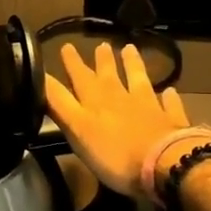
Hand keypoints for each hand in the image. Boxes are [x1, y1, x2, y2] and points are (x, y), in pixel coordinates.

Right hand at [43, 42, 193, 195]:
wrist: (165, 165)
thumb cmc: (114, 154)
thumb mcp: (76, 130)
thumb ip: (59, 105)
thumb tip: (41, 80)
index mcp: (95, 102)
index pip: (78, 78)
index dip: (70, 63)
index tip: (65, 46)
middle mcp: (120, 98)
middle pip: (108, 75)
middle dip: (100, 61)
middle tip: (100, 45)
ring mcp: (148, 107)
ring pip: (138, 80)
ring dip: (133, 65)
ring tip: (130, 49)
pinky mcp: (170, 121)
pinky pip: (168, 104)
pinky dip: (168, 97)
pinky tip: (169, 91)